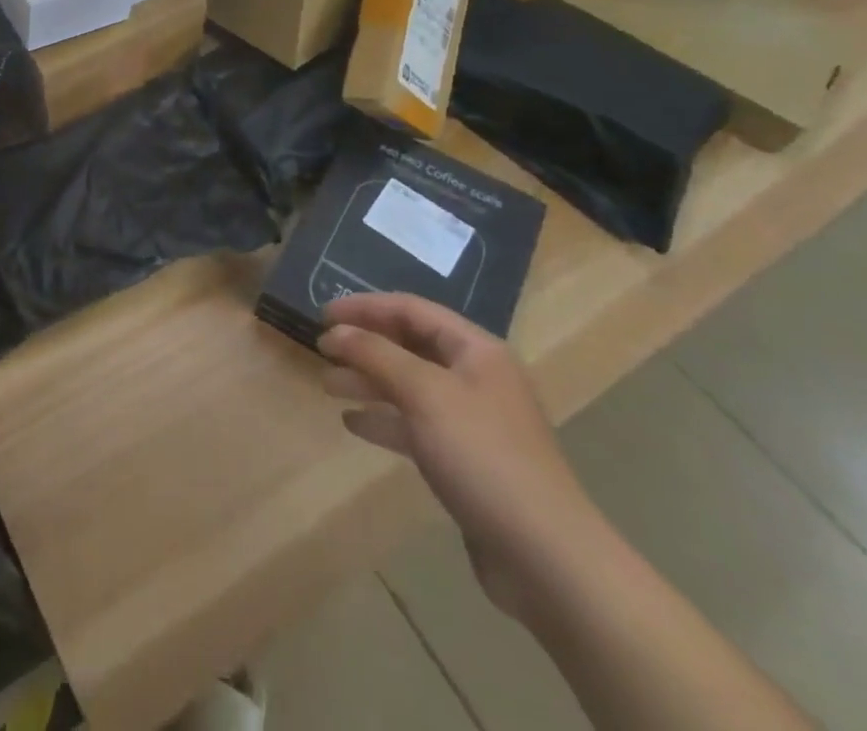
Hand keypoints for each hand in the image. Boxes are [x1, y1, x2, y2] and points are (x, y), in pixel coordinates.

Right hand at [319, 293, 600, 619]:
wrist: (546, 558)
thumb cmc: (484, 456)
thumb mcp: (425, 394)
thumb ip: (376, 355)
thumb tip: (336, 330)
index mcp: (476, 350)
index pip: (411, 310)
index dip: (365, 307)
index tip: (322, 315)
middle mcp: (475, 377)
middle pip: (409, 345)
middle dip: (364, 345)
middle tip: (321, 350)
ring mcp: (471, 421)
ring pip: (409, 386)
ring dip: (368, 381)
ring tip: (327, 386)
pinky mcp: (464, 460)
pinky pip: (415, 425)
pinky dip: (384, 419)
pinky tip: (352, 423)